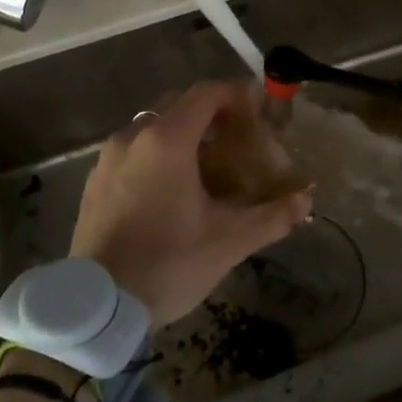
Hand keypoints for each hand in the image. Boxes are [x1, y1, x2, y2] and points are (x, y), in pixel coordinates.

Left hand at [69, 82, 312, 327]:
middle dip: (212, 114)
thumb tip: (306, 200)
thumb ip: (271, 216)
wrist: (95, 307)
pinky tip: (171, 188)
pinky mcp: (95, 180)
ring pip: (153, 127)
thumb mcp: (227, 242)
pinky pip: (133, 150)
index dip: (236, 94)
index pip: (206, 93)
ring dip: (183, 134)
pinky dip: (157, 154)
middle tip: (238, 138)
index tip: (258, 110)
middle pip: (179, 105)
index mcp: (167, 140)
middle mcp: (134, 137)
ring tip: (207, 165)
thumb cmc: (167, 264)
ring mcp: (108, 158)